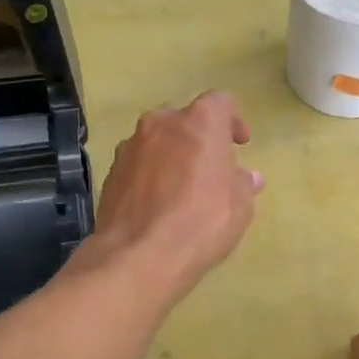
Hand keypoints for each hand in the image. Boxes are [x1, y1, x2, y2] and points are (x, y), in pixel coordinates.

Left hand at [88, 91, 263, 304]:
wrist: (139, 256)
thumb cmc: (202, 222)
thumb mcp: (240, 207)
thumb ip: (243, 184)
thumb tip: (248, 177)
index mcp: (200, 122)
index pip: (221, 102)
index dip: (233, 120)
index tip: (240, 144)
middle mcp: (161, 123)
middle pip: (184, 120)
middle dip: (198, 138)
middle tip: (210, 167)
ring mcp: (130, 147)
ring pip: (157, 141)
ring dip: (171, 156)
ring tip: (182, 189)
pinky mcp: (111, 173)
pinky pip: (138, 165)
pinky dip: (150, 176)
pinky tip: (158, 205)